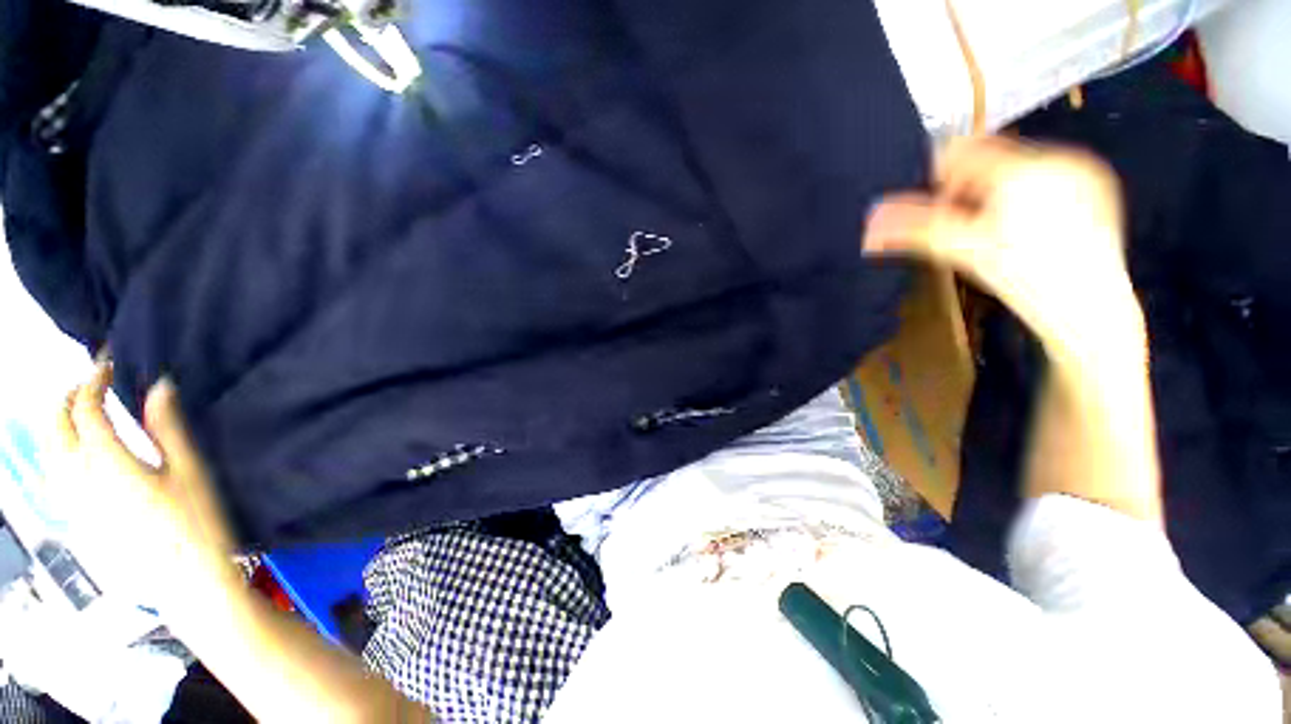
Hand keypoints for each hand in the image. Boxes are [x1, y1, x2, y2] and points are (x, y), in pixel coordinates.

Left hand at [54, 362, 239, 623]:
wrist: (184, 579)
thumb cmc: (196, 521)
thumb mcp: (190, 472)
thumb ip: (169, 428)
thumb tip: (160, 386)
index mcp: (109, 464)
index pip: (85, 410)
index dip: (93, 381)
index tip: (109, 365)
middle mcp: (79, 480)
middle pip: (54, 428)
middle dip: (66, 398)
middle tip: (90, 384)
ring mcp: (72, 502)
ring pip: (46, 452)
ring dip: (57, 423)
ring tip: (80, 412)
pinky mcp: (75, 518)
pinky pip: (52, 475)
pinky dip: (58, 451)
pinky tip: (75, 453)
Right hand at [864, 136, 1143, 367]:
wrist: (1091, 312)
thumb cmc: (1025, 279)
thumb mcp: (962, 251)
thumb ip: (915, 228)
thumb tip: (868, 221)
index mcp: (1024, 168)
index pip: (960, 150)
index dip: (934, 177)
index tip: (931, 210)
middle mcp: (1058, 156)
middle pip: (988, 157)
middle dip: (964, 188)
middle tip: (962, 227)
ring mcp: (1083, 169)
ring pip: (1014, 166)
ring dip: (990, 192)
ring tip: (993, 232)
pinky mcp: (1097, 185)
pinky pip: (1044, 175)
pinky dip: (1021, 194)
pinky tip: (1024, 229)